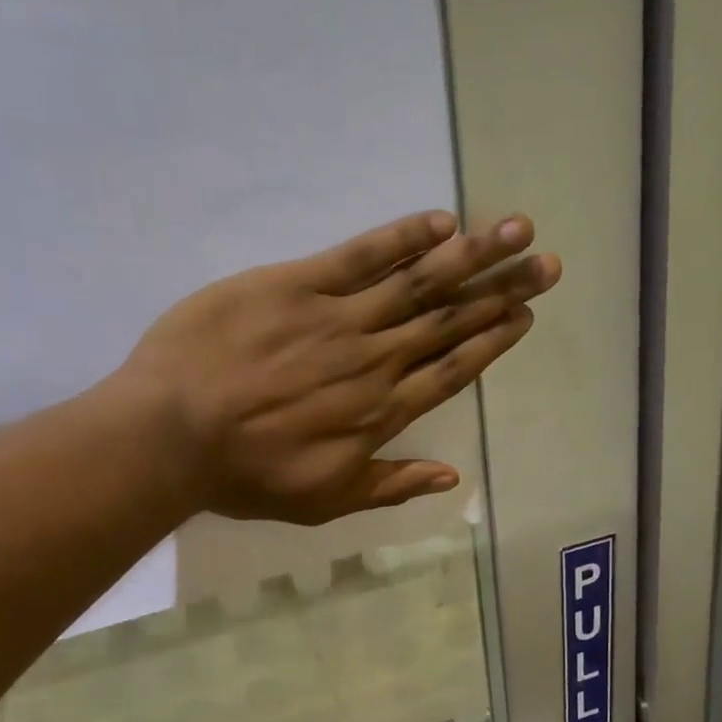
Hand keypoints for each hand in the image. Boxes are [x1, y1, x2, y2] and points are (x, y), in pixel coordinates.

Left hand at [114, 210, 559, 524]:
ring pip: (417, 283)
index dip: (492, 341)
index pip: (452, 370)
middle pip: (449, 321)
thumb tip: (452, 477)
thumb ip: (391, 485)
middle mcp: (374, 361)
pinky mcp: (297, 284)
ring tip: (516, 231)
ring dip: (471, 255)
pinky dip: (402, 238)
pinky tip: (440, 221)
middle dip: (502, 291)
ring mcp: (338, 319)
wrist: (174, 434)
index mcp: (381, 413)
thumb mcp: (325, 500)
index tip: (526, 316)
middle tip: (547, 265)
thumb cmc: (248, 476)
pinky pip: (360, 256)